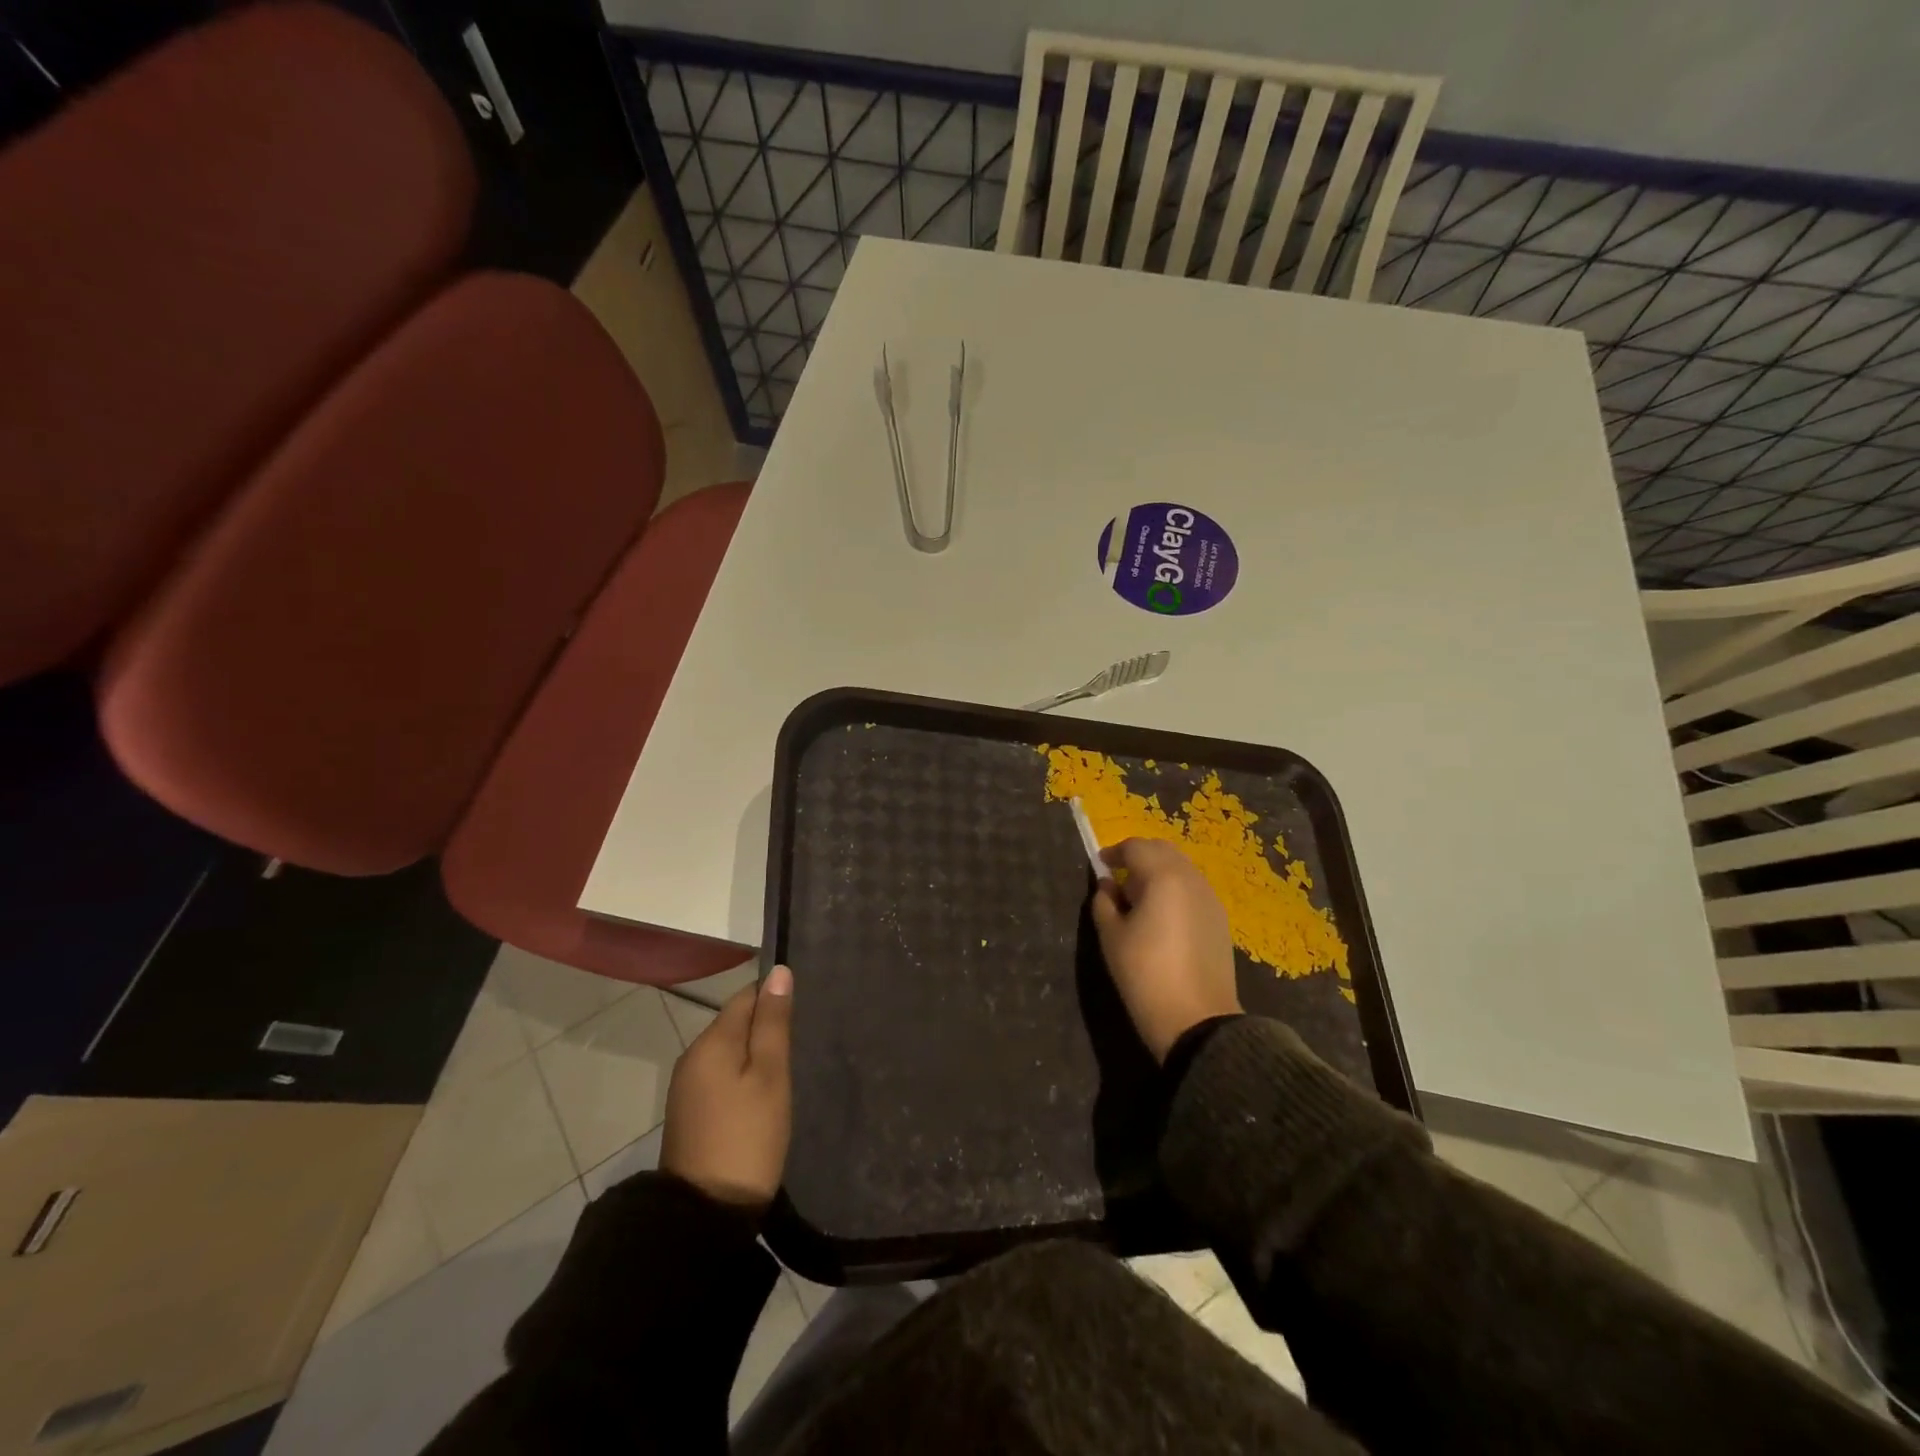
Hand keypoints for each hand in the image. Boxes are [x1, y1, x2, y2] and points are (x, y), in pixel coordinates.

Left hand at [660, 964, 793, 1209]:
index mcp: (712, 1041)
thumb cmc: (748, 1136)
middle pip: (735, 1022)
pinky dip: (741, 1076)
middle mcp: (693, 1056)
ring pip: (728, 1050)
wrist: (705, 1215)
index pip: (745, 997)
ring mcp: (687, 1087)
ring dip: (754, 1053)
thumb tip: (778, 972)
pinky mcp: (689, 1113)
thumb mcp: (770, 1076)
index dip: (774, 999)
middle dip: (765, 1026)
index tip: (802, 1016)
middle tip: (801, 1046)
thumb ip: (774, 1023)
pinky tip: (761, 1095)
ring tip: (786, 1070)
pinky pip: (720, 1075)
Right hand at [1090, 839, 1241, 1062]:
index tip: (1099, 865)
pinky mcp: (1220, 919)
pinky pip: (1193, 889)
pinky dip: (1174, 889)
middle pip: (1163, 851)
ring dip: (1158, 872)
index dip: (1114, 852)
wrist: (1198, 1021)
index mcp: (1163, 877)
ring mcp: (1210, 899)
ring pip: (1181, 868)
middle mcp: (1191, 879)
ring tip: (1139, 898)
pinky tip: (1162, 916)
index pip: (1136, 847)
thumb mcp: (1112, 937)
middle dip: (1139, 856)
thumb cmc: (1146, 975)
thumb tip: (1108, 886)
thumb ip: (1104, 903)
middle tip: (1118, 877)